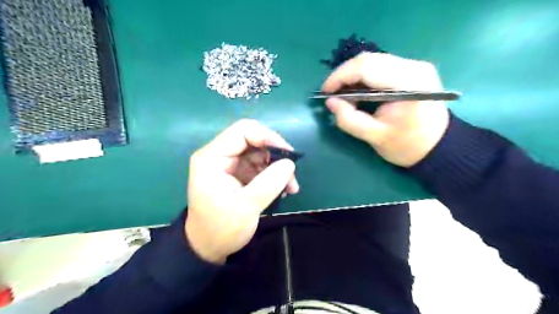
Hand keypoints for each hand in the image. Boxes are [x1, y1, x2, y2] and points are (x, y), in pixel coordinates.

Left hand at [186, 119, 298, 263]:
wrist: (208, 248)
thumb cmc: (221, 228)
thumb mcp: (247, 207)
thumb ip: (270, 182)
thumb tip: (290, 163)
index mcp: (212, 158)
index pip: (243, 131)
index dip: (268, 137)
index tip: (288, 155)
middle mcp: (219, 156)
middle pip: (253, 141)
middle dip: (275, 156)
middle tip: (291, 175)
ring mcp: (228, 165)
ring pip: (259, 154)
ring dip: (277, 168)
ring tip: (290, 187)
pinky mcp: (236, 174)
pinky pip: (258, 166)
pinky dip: (272, 175)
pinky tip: (282, 189)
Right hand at [321, 52, 448, 167]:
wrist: (437, 146)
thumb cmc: (407, 145)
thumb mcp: (374, 137)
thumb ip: (349, 120)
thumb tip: (330, 102)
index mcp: (407, 84)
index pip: (366, 67)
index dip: (340, 76)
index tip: (325, 92)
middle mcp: (413, 67)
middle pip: (369, 59)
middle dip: (344, 75)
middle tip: (332, 94)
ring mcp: (415, 65)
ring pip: (373, 60)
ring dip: (353, 75)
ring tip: (344, 95)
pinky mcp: (413, 69)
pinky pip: (381, 65)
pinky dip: (364, 76)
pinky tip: (359, 91)